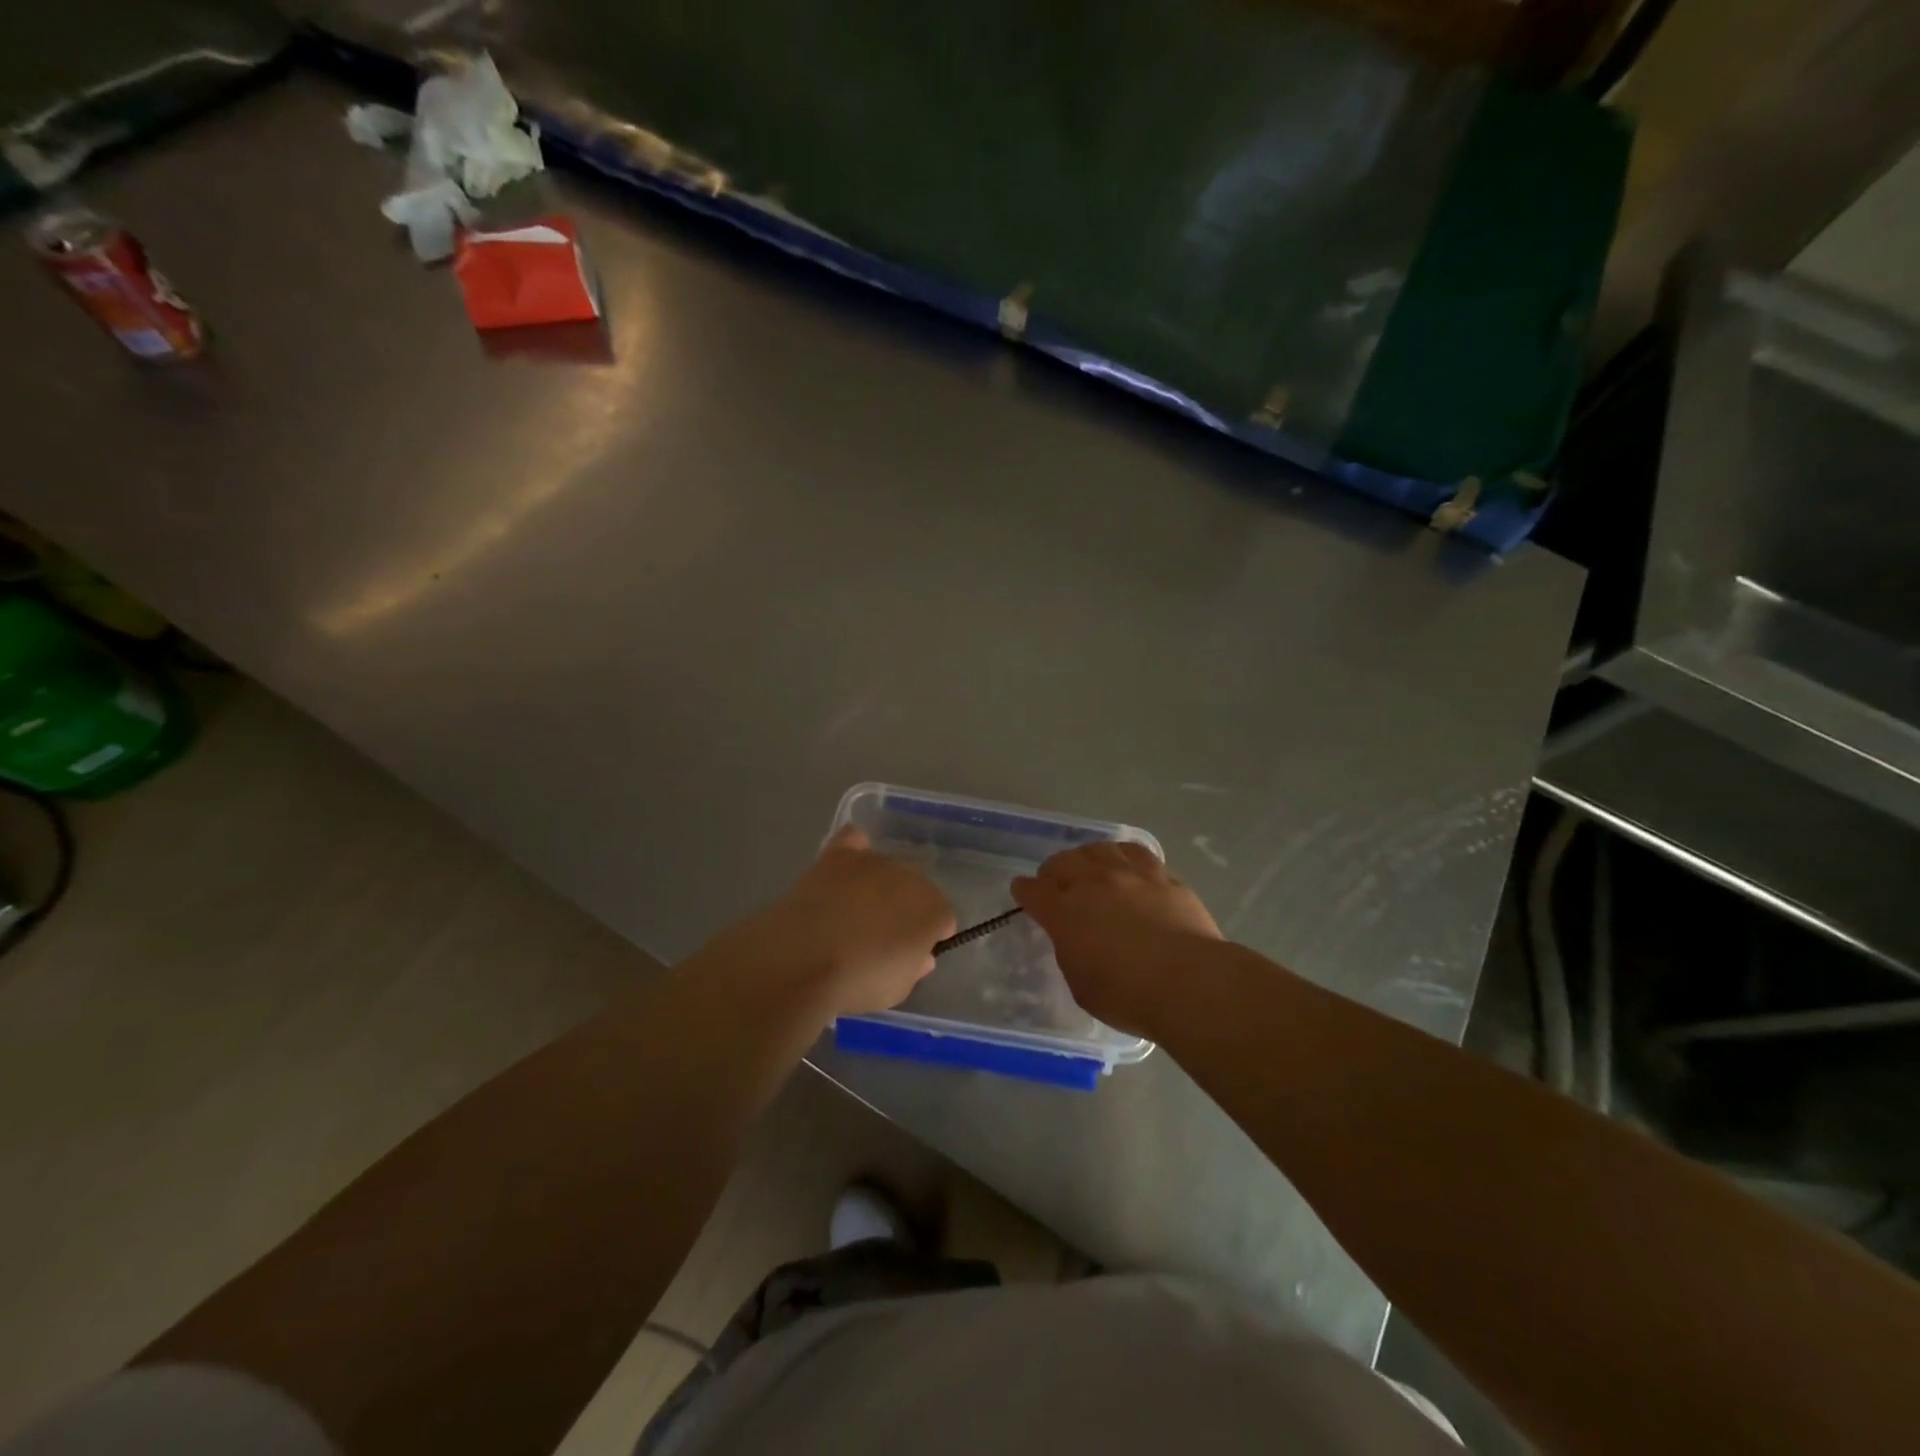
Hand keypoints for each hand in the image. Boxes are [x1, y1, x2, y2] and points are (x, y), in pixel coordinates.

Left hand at [719, 826, 955, 1019]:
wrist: (803, 958)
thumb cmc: (857, 982)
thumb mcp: (897, 990)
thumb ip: (914, 968)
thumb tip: (920, 956)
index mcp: (933, 910)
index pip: (942, 919)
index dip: (927, 939)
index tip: (908, 957)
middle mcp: (910, 877)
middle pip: (914, 890)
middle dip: (903, 910)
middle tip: (878, 938)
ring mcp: (874, 861)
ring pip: (885, 869)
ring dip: (877, 887)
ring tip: (851, 913)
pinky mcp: (838, 855)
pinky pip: (854, 841)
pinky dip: (854, 851)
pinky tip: (844, 868)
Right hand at [1013, 842, 1221, 1035]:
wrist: (1190, 982)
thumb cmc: (1128, 996)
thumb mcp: (1081, 984)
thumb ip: (1072, 953)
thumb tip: (1076, 938)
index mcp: (1064, 913)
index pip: (1033, 891)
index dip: (1024, 891)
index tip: (1022, 891)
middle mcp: (1092, 884)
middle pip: (1062, 861)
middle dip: (1053, 871)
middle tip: (1055, 882)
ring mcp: (1129, 875)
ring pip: (1098, 849)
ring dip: (1087, 857)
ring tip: (1091, 867)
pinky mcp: (1162, 876)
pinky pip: (1136, 853)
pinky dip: (1123, 855)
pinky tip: (1127, 864)